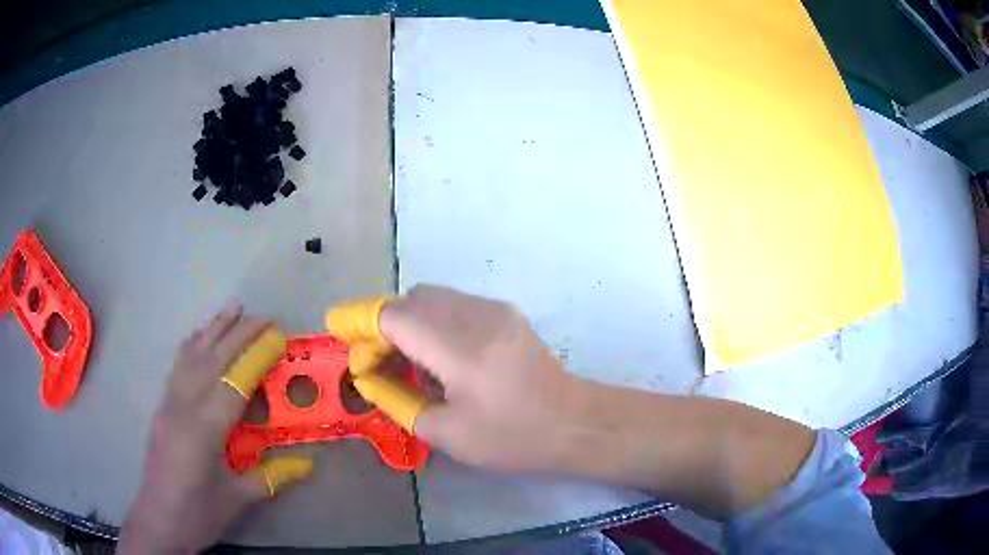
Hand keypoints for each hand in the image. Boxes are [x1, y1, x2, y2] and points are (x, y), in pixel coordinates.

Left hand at [119, 302, 312, 553]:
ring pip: (191, 356)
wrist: (158, 519)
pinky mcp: (162, 406)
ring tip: (232, 307)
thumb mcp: (237, 499)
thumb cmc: (198, 513)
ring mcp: (169, 403)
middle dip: (239, 334)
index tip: (278, 337)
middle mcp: (183, 407)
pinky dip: (192, 345)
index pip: (233, 383)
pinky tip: (200, 336)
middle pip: (212, 360)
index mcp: (204, 431)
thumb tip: (307, 464)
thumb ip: (270, 476)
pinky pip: (178, 367)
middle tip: (265, 317)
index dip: (256, 358)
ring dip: (213, 329)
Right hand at [378, 285, 582, 471]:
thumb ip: (397, 400)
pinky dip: (433, 322)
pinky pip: (454, 305)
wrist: (574, 423)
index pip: (393, 315)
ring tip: (411, 364)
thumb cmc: (512, 437)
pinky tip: (443, 357)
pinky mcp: (505, 312)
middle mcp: (476, 315)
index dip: (361, 324)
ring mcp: (494, 309)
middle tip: (378, 362)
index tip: (343, 340)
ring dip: (409, 322)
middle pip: (410, 299)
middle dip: (383, 325)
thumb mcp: (446, 432)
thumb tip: (367, 376)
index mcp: (460, 348)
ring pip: (432, 297)